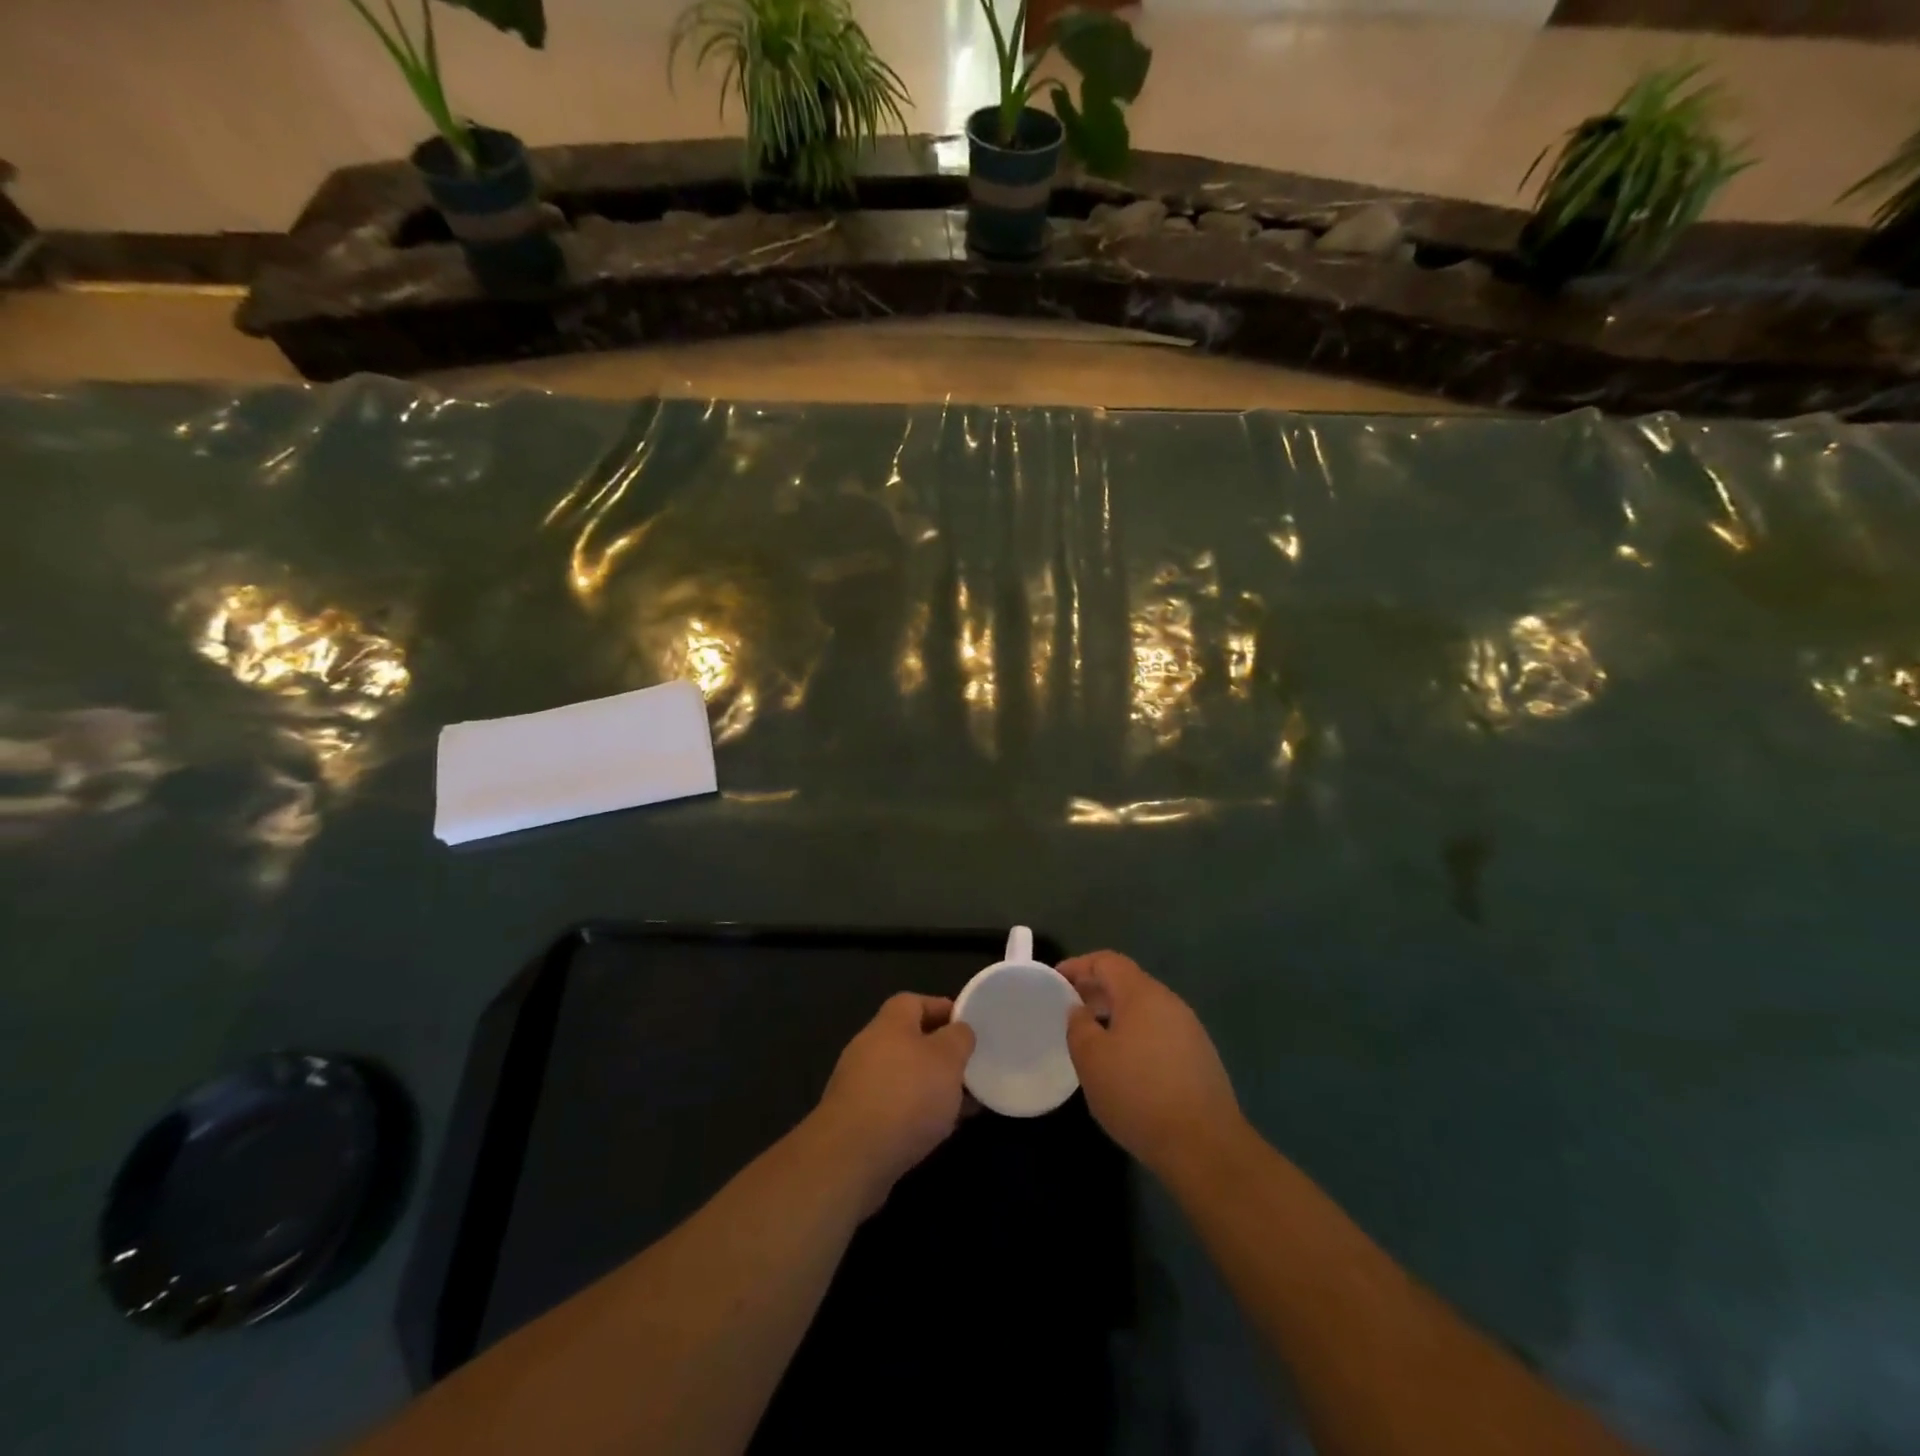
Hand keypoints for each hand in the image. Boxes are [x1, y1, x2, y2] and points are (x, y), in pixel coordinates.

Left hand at [813, 993, 974, 1210]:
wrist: (852, 1157)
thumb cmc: (906, 1095)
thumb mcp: (947, 1059)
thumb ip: (958, 1038)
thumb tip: (959, 1031)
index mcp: (889, 1023)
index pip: (915, 1002)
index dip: (942, 1009)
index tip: (968, 1027)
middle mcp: (870, 1047)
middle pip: (909, 1040)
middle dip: (940, 1055)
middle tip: (969, 1069)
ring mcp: (859, 1085)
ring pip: (904, 1077)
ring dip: (931, 1088)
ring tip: (962, 1106)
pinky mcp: (856, 1121)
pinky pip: (894, 1107)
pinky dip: (916, 1113)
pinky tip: (937, 1131)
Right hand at [1058, 951, 1243, 1175]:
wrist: (1204, 1145)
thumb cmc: (1138, 1094)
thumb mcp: (1091, 1059)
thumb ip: (1078, 1026)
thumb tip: (1080, 1010)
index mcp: (1142, 994)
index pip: (1107, 961)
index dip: (1079, 965)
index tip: (1056, 980)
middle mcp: (1170, 1003)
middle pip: (1128, 983)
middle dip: (1097, 990)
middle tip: (1071, 1009)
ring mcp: (1190, 1030)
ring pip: (1145, 1009)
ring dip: (1116, 1015)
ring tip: (1094, 1038)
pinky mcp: (1200, 1058)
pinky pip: (1159, 1032)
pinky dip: (1136, 1036)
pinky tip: (1126, 1065)